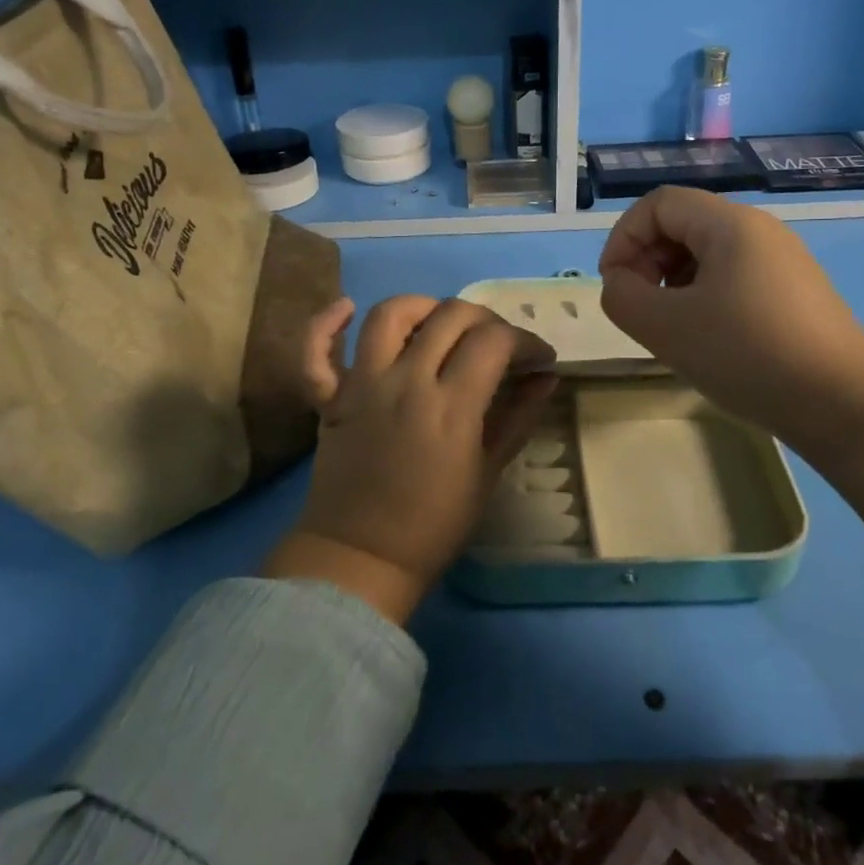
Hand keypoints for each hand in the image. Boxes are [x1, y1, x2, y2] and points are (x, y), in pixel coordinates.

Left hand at [264, 296, 557, 622]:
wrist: (361, 557)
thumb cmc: (433, 525)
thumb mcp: (487, 473)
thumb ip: (518, 418)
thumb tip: (546, 377)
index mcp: (451, 406)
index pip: (494, 341)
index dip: (525, 340)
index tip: (538, 358)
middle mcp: (405, 381)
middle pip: (450, 316)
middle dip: (486, 320)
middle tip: (499, 344)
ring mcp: (361, 384)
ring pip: (390, 314)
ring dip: (423, 307)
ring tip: (440, 323)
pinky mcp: (330, 396)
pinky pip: (317, 349)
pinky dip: (327, 323)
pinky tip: (347, 307)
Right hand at [597, 187, 863, 437]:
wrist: (844, 403)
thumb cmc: (747, 355)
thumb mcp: (665, 327)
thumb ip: (622, 296)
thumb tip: (622, 284)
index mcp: (729, 224)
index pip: (657, 204)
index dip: (624, 238)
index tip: (615, 286)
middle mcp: (759, 230)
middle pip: (682, 224)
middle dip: (647, 261)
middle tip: (641, 310)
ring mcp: (782, 261)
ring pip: (706, 254)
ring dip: (673, 283)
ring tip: (672, 329)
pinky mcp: (794, 292)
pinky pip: (732, 278)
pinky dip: (703, 297)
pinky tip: (707, 339)